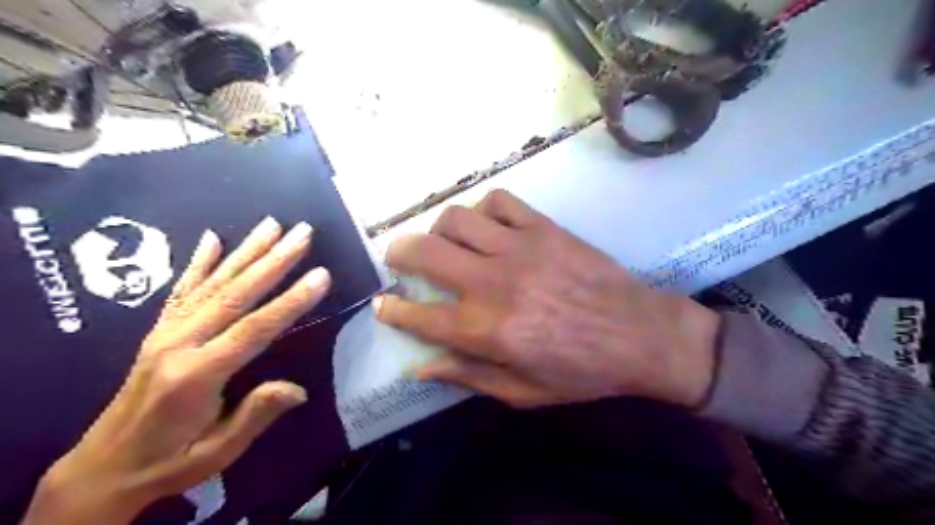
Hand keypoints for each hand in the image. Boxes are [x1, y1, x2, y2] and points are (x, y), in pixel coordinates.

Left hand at [23, 216, 330, 524]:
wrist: (101, 468)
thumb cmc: (169, 461)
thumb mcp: (217, 452)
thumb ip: (256, 416)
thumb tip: (298, 389)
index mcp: (197, 375)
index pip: (255, 329)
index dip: (291, 301)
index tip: (321, 275)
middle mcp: (179, 343)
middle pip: (235, 293)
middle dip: (274, 260)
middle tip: (303, 233)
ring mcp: (166, 333)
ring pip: (213, 283)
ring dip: (246, 251)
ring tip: (273, 224)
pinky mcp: (159, 331)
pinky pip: (182, 290)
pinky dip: (199, 262)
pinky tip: (213, 239)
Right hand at [375, 191, 717, 412]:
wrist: (641, 335)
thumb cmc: (582, 371)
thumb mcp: (523, 391)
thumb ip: (468, 376)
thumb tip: (420, 368)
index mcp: (486, 330)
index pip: (420, 316)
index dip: (393, 310)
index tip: (383, 305)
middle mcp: (493, 283)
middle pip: (426, 252)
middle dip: (399, 252)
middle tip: (400, 259)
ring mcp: (519, 249)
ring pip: (456, 218)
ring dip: (440, 229)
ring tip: (447, 243)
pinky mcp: (543, 228)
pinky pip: (499, 202)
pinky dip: (483, 210)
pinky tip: (488, 227)